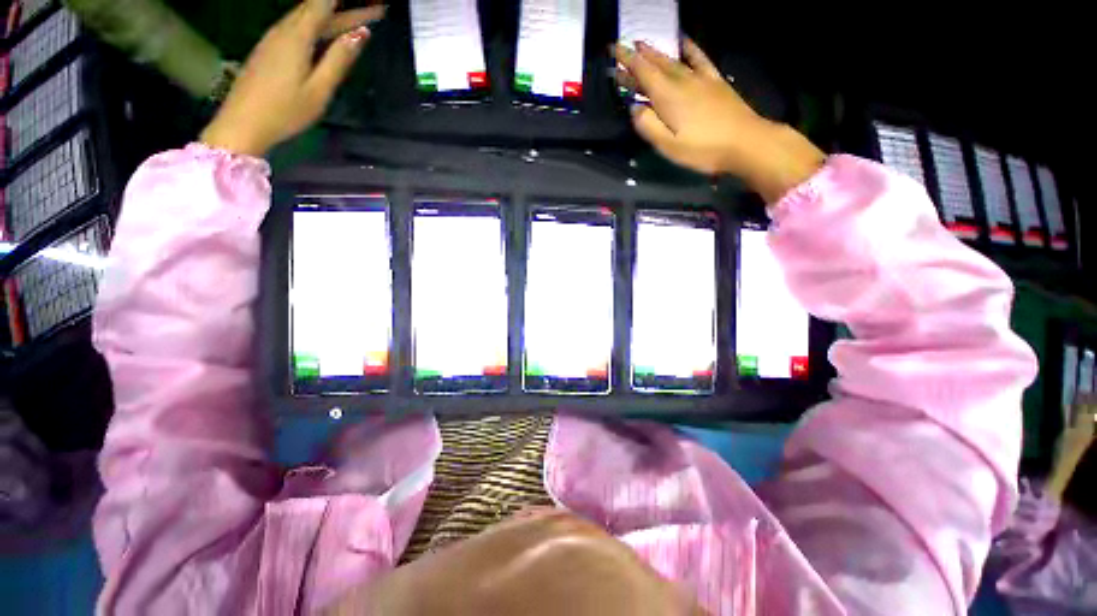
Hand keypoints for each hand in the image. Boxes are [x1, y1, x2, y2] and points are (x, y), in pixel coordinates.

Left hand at [200, 0, 385, 156]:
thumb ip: (338, 60)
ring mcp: (274, 38)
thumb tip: (361, 35)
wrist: (243, 123)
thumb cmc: (285, 110)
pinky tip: (326, 30)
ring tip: (354, 18)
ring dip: (332, 14)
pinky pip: (296, 26)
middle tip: (374, 9)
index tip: (375, 3)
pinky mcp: (269, 49)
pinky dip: (316, 23)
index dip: (349, 3)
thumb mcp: (319, 89)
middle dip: (346, 7)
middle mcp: (284, 30)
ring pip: (306, 17)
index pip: (325, 5)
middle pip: (316, 9)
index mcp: (297, 37)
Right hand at [614, 40, 824, 202]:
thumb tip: (634, 108)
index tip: (614, 49)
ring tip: (644, 44)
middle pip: (655, 65)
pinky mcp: (715, 81)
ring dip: (657, 52)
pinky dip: (690, 48)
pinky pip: (700, 58)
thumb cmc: (702, 149)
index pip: (642, 72)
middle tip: (624, 50)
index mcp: (667, 97)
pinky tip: (684, 41)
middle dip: (638, 57)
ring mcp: (701, 79)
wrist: (745, 142)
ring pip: (673, 60)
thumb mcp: (668, 146)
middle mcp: (682, 81)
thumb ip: (648, 126)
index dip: (627, 60)